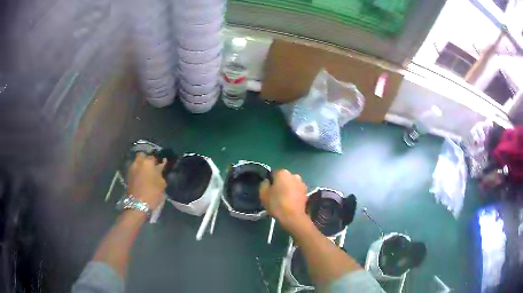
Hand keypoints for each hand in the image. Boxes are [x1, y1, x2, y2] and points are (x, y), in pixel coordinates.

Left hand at [127, 153, 166, 209]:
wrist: (138, 204)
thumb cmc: (152, 193)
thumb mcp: (161, 183)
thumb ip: (160, 172)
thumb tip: (160, 166)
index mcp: (148, 162)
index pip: (153, 157)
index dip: (157, 161)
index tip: (159, 166)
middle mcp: (138, 162)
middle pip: (142, 155)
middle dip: (146, 159)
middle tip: (151, 166)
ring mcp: (131, 168)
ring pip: (136, 162)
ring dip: (141, 165)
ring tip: (145, 172)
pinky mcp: (128, 175)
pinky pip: (134, 168)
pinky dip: (137, 171)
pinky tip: (141, 177)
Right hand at [259, 169, 308, 230]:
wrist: (293, 216)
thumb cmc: (276, 204)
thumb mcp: (263, 194)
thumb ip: (264, 184)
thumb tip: (267, 181)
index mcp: (283, 173)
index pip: (273, 174)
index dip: (270, 182)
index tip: (268, 190)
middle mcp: (294, 175)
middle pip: (284, 178)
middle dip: (280, 184)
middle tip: (275, 195)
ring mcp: (302, 183)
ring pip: (291, 184)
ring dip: (288, 189)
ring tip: (284, 200)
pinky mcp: (306, 192)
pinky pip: (297, 191)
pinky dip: (294, 194)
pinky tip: (290, 202)